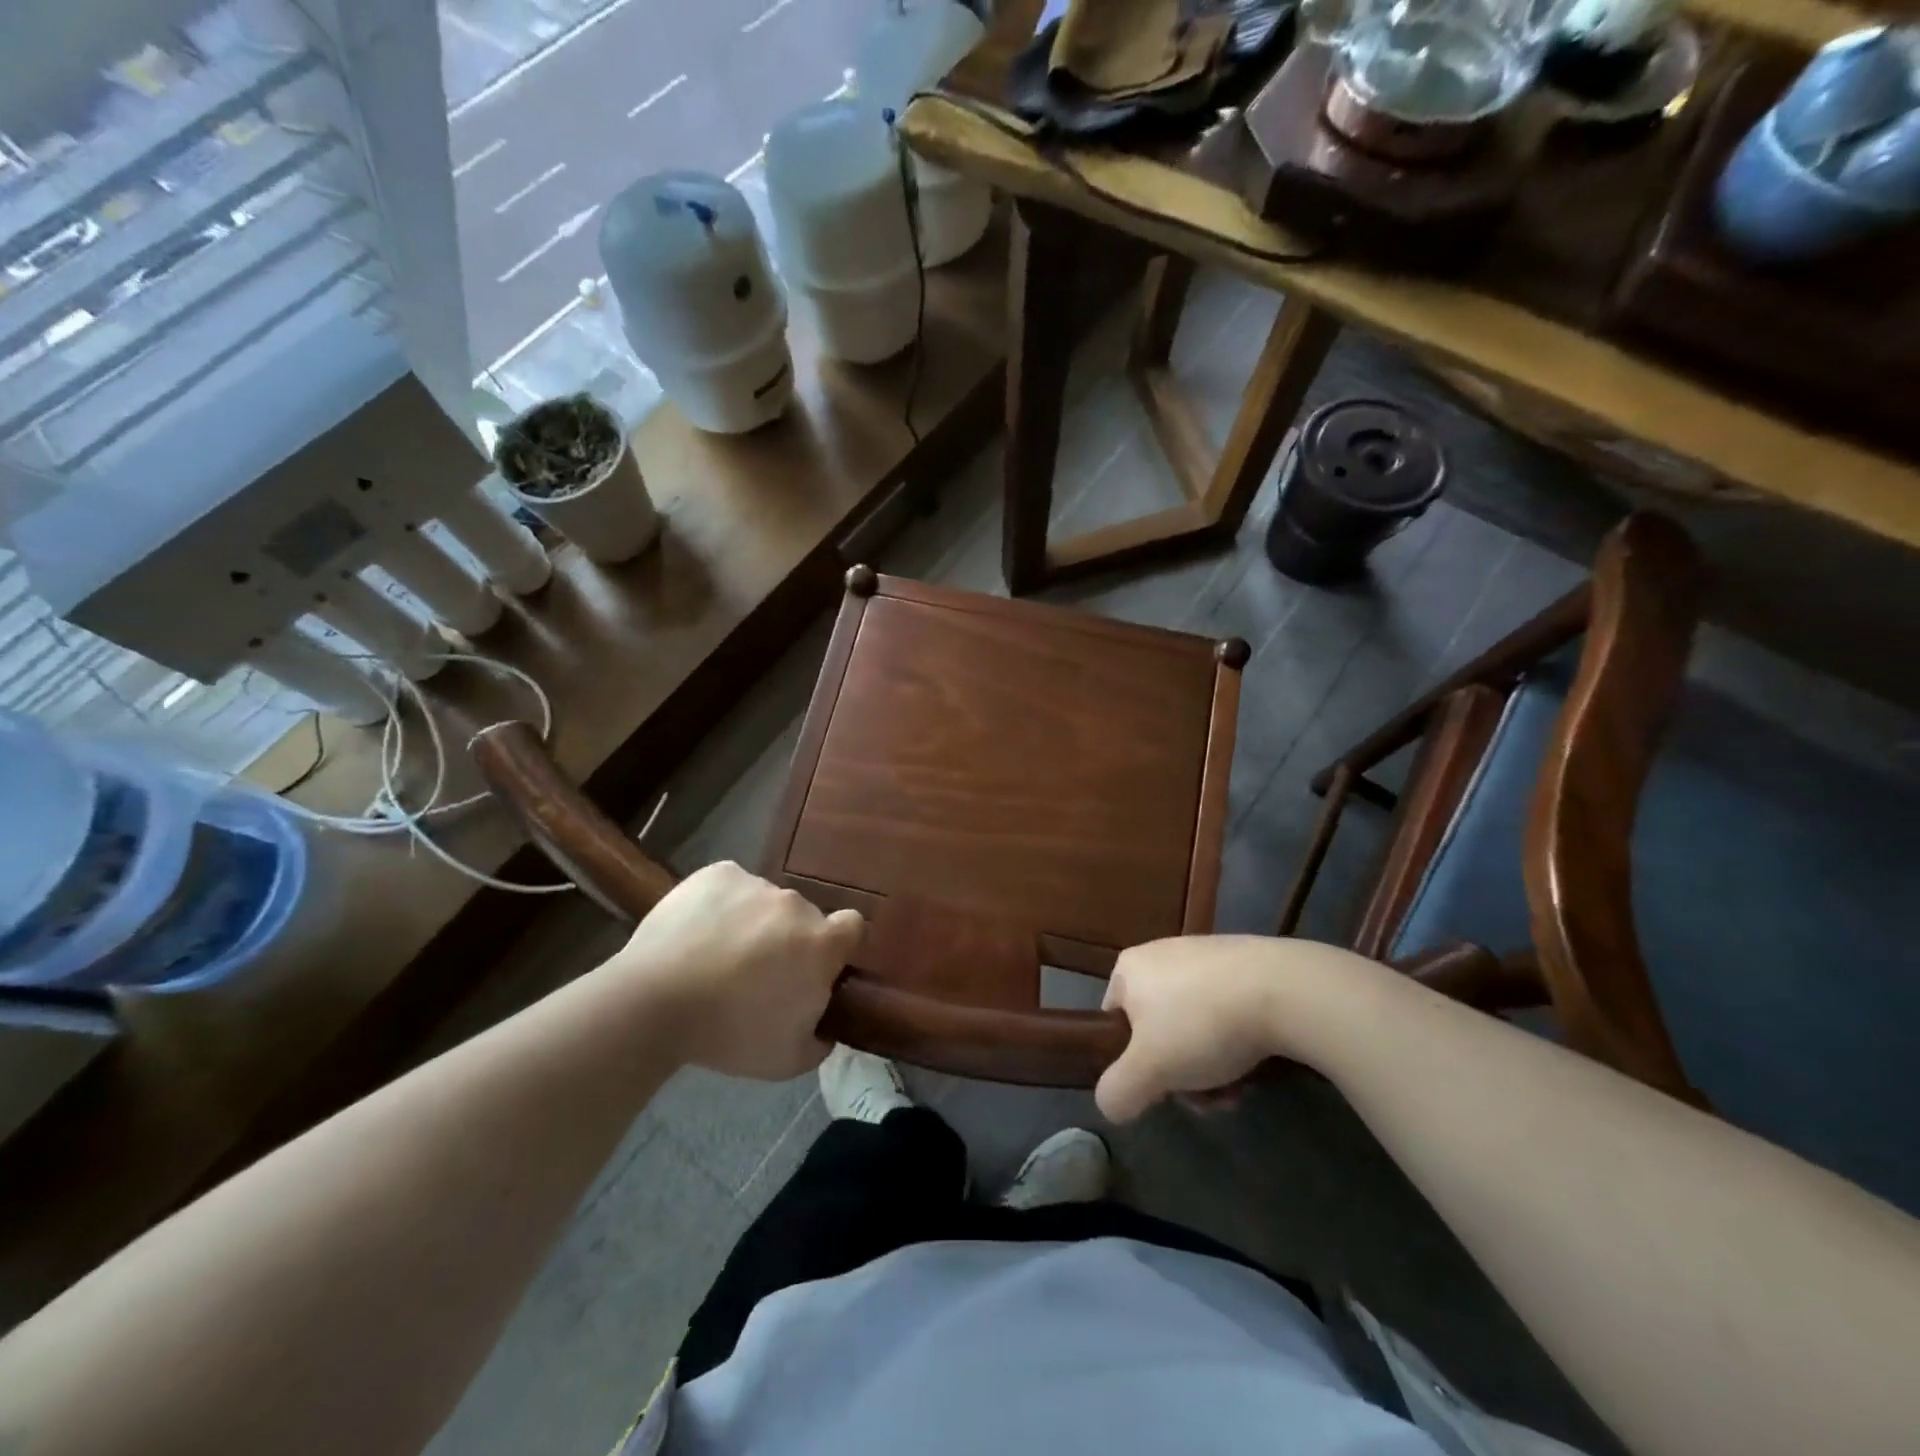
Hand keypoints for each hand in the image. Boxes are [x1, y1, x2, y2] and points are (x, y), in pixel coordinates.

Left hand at [608, 862, 864, 1079]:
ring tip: (717, 955)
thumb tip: (824, 1029)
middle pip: (803, 918)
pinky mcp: (718, 873)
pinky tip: (698, 932)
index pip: (853, 927)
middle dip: (789, 940)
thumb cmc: (729, 1033)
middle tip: (758, 974)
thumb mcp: (787, 1061)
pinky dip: (722, 904)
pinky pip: (731, 886)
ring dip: (753, 923)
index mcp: (821, 943)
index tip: (817, 968)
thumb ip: (819, 1041)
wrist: (654, 1002)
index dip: (839, 946)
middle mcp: (796, 904)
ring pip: (764, 902)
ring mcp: (756, 884)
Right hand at [1095, 936, 1368, 1121]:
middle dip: (1181, 1072)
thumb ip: (1117, 1092)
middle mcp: (1160, 953)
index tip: (1163, 1088)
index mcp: (1129, 968)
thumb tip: (1111, 1103)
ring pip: (1195, 1026)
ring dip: (1211, 1065)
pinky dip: (1236, 1040)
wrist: (1282, 989)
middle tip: (1207, 1097)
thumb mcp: (1148, 1070)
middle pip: (1158, 1030)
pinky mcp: (1243, 962)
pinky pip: (1226, 1009)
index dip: (1133, 1063)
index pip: (1114, 1021)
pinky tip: (1259, 1063)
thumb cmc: (1201, 1024)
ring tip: (1238, 1089)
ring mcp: (1204, 955)